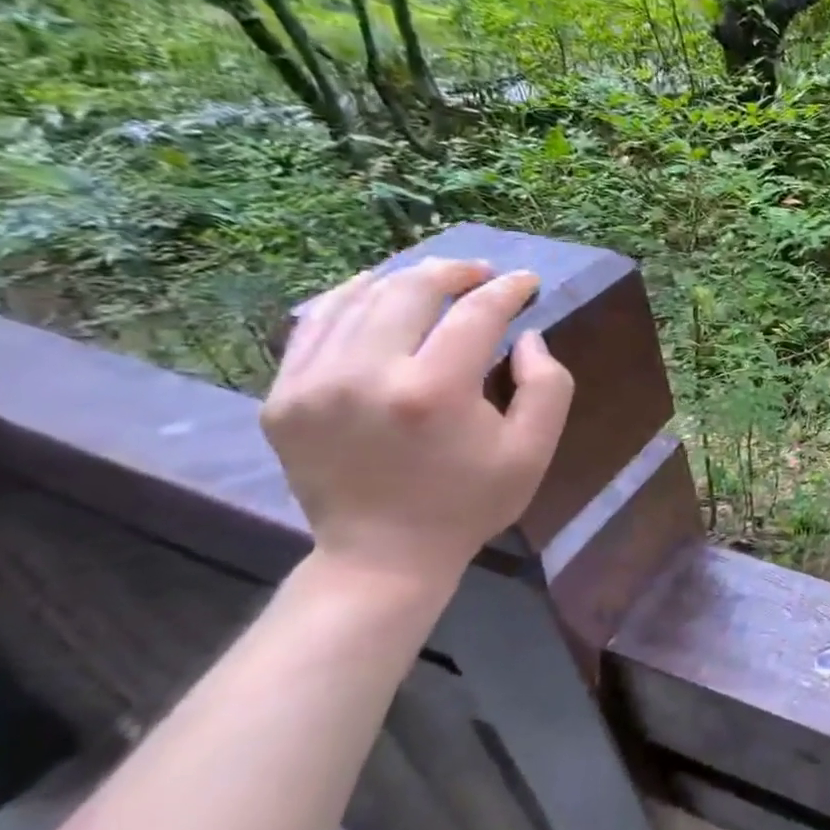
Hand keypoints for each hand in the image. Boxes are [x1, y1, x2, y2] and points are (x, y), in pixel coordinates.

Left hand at [263, 258, 573, 596]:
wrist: (382, 556)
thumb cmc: (470, 503)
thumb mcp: (534, 451)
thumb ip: (548, 385)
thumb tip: (526, 337)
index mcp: (434, 392)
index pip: (476, 314)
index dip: (507, 290)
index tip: (526, 281)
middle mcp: (366, 375)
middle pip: (412, 291)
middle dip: (455, 272)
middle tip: (482, 274)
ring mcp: (313, 383)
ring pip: (360, 298)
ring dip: (405, 280)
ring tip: (435, 279)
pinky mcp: (282, 396)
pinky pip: (314, 324)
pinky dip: (350, 298)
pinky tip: (375, 292)